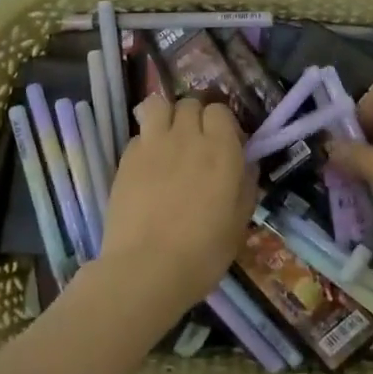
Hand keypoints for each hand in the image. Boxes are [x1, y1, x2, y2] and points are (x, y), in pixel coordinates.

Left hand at [99, 95, 257, 323]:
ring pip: (159, 105)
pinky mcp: (126, 158)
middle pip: (190, 103)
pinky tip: (148, 165)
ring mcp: (153, 144)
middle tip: (196, 144)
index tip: (224, 145)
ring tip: (168, 139)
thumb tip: (246, 164)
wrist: (146, 270)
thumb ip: (245, 184)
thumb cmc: (203, 252)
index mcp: (221, 149)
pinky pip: (140, 134)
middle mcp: (187, 136)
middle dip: (195, 117)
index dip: (222, 125)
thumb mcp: (239, 222)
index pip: (221, 111)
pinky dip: (146, 142)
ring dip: (166, 116)